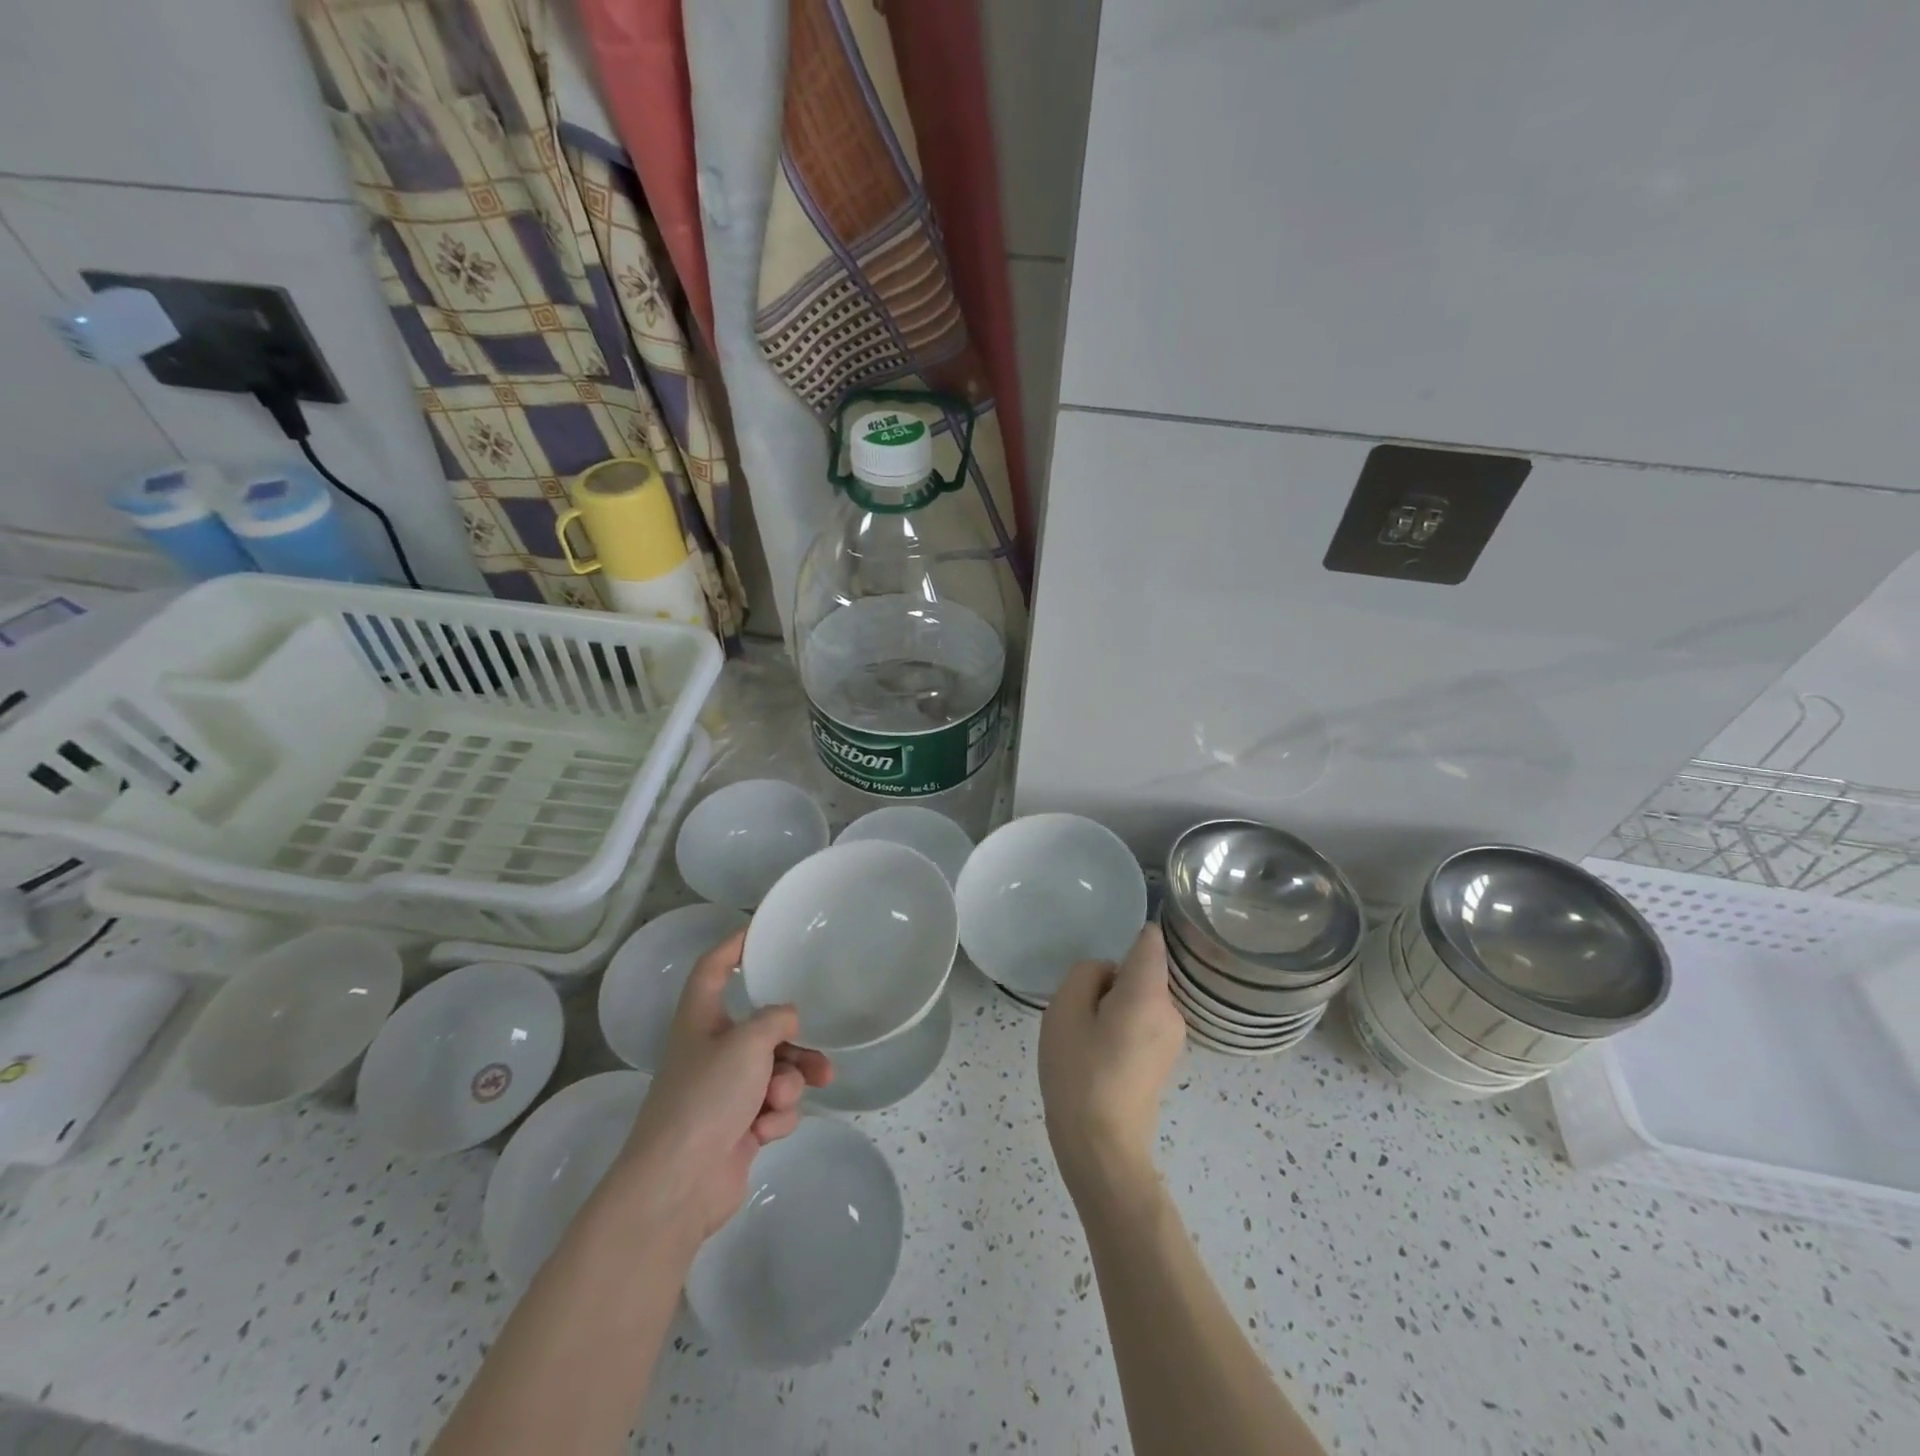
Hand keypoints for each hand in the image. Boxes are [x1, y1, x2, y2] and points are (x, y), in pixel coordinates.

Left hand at [609, 927, 832, 1247]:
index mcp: (700, 1020)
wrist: (679, 1184)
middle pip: (762, 1029)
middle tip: (818, 1052)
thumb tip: (788, 1018)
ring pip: (776, 1070)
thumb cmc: (707, 1097)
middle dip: (794, 1044)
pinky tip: (765, 1130)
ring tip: (787, 1097)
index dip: (733, 946)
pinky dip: (775, 1116)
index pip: (713, 969)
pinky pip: (773, 1106)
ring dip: (789, 1083)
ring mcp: (725, 1091)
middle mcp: (712, 1050)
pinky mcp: (738, 1126)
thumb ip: (776, 1019)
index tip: (761, 932)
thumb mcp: (748, 1043)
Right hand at [1038, 923, 1185, 1205]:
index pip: (1150, 941)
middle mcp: (1171, 1010)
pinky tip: (1099, 1057)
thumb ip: (1086, 973)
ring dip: (1114, 1006)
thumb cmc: (1079, 1073)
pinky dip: (1121, 1028)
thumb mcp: (1065, 1010)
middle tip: (1080, 1010)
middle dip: (1111, 980)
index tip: (1103, 951)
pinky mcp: (1165, 1060)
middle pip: (1141, 971)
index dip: (1128, 933)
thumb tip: (1108, 974)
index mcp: (1149, 993)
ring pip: (1139, 999)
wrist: (1102, 1148)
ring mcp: (1172, 1038)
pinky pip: (1142, 1023)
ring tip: (1086, 1038)